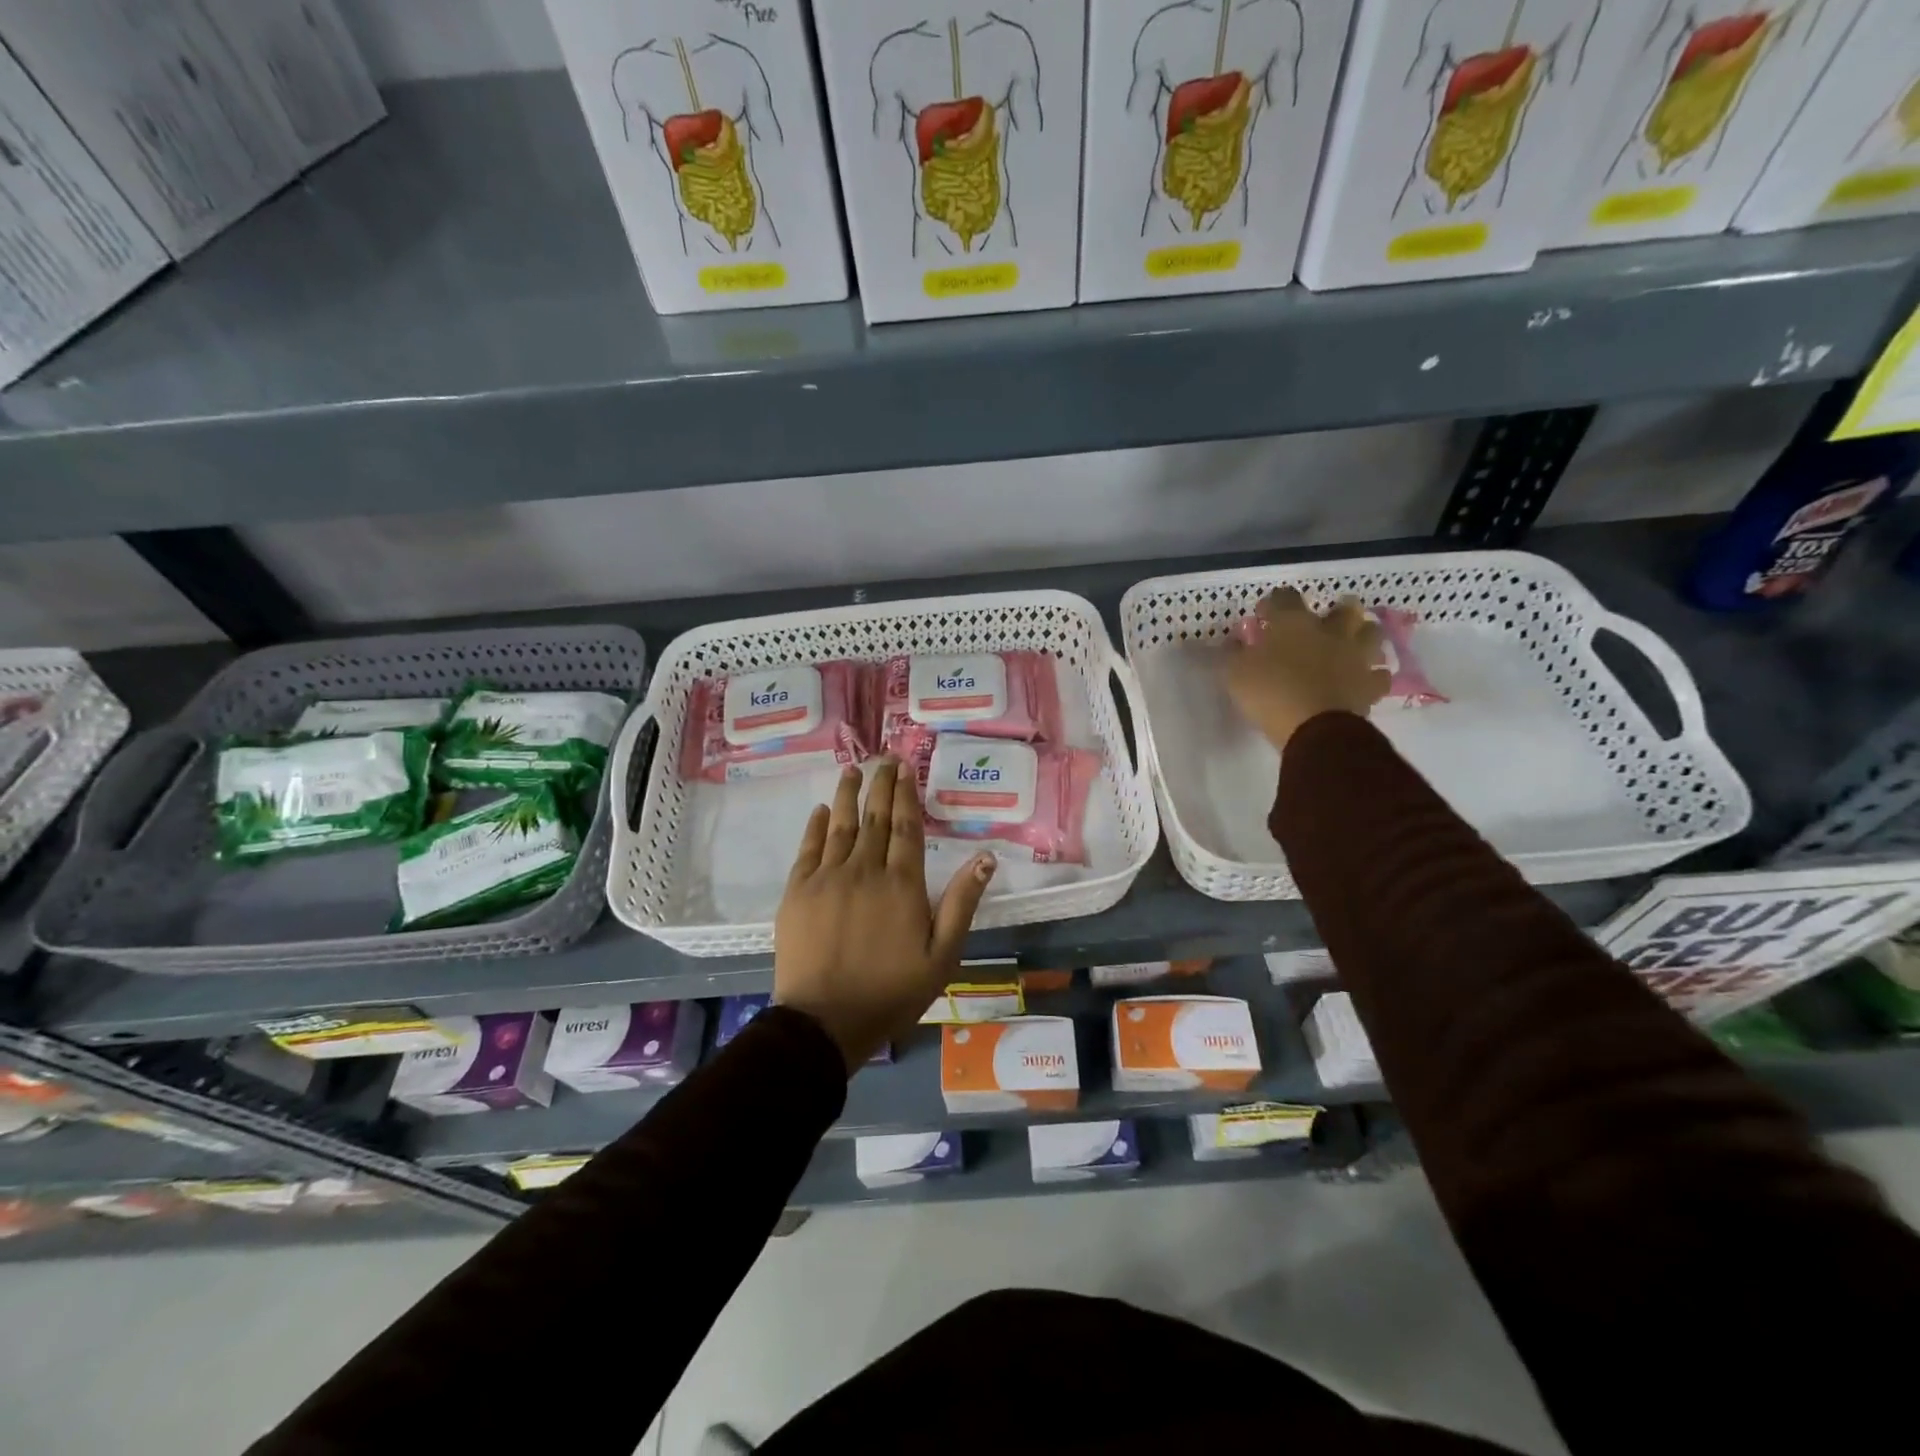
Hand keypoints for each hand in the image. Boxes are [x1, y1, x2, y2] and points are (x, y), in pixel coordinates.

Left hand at [774, 759, 995, 1072]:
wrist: (825, 1021)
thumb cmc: (891, 992)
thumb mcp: (942, 955)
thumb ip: (962, 902)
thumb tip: (985, 857)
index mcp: (902, 884)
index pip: (906, 827)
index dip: (906, 795)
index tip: (905, 769)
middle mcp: (865, 870)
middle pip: (875, 818)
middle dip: (880, 785)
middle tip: (884, 759)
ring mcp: (827, 878)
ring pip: (840, 825)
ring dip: (847, 795)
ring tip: (852, 770)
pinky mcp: (798, 891)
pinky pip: (808, 848)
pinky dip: (816, 826)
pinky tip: (820, 811)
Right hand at [1225, 589, 1390, 750]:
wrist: (1314, 727)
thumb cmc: (1270, 693)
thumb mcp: (1235, 673)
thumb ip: (1235, 654)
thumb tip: (1236, 642)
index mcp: (1293, 623)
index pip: (1285, 597)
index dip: (1274, 603)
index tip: (1264, 615)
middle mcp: (1330, 632)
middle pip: (1344, 608)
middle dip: (1335, 611)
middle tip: (1323, 623)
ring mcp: (1355, 657)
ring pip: (1371, 633)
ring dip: (1362, 635)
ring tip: (1350, 645)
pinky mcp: (1370, 685)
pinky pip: (1379, 675)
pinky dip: (1372, 675)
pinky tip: (1362, 681)